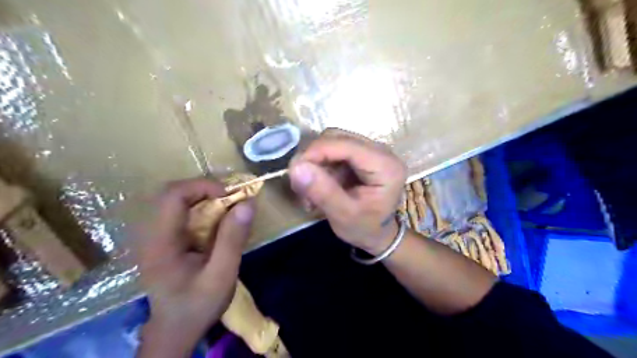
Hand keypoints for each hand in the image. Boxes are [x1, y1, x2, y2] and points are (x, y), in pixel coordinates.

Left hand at [136, 179, 254, 357]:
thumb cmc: (198, 305)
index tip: (230, 195)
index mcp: (160, 242)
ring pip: (176, 200)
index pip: (173, 196)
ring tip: (227, 205)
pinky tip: (217, 219)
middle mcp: (151, 234)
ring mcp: (154, 236)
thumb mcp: (222, 275)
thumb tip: (247, 204)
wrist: (175, 329)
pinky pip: (180, 211)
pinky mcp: (163, 239)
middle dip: (204, 189)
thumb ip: (233, 239)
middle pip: (172, 193)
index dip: (202, 186)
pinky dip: (201, 207)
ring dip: (204, 196)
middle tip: (231, 198)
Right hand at [290, 129, 403, 253]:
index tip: (294, 171)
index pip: (345, 144)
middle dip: (314, 158)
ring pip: (331, 142)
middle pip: (337, 138)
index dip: (316, 151)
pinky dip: (320, 166)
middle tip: (300, 184)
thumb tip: (296, 166)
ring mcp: (370, 151)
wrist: (377, 234)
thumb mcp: (343, 215)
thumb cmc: (365, 228)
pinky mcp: (361, 155)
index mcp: (385, 165)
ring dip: (315, 163)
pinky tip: (317, 186)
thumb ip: (322, 191)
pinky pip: (333, 151)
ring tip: (309, 190)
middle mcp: (381, 151)